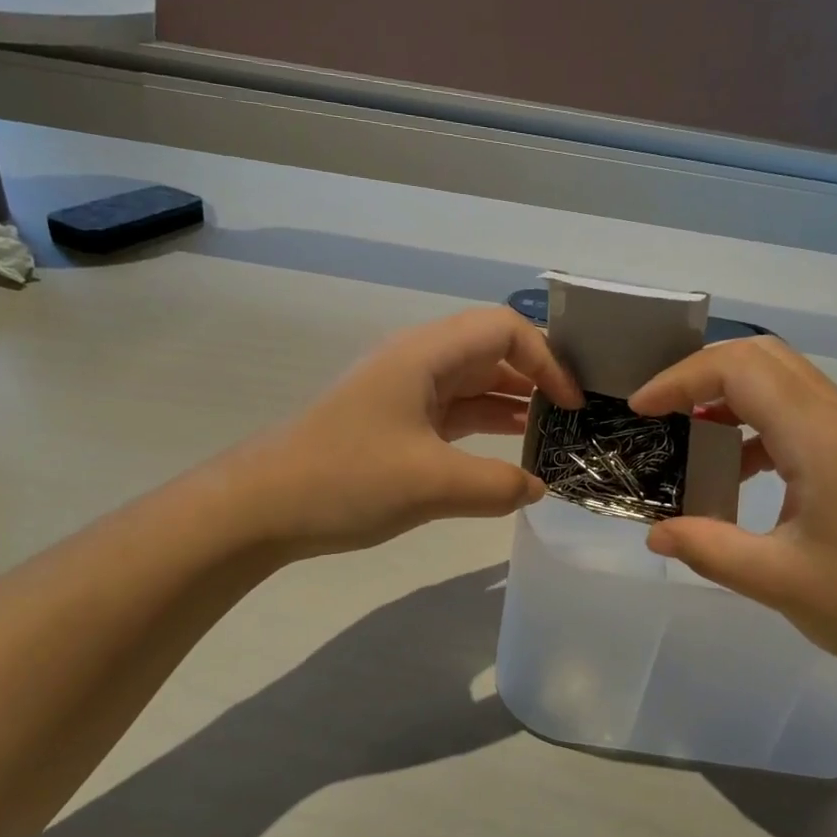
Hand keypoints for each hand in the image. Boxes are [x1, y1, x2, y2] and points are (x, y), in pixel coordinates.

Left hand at [232, 308, 582, 557]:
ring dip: (513, 406)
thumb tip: (537, 488)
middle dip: (536, 379)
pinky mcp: (397, 426)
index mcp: (425, 355)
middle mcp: (418, 363)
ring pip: (473, 386)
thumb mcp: (432, 483)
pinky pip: (454, 416)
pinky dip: (485, 430)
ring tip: (552, 437)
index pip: (503, 329)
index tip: (570, 404)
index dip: (546, 359)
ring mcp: (405, 395)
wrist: (263, 507)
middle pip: (491, 352)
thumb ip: (497, 485)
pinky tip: (509, 456)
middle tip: (573, 419)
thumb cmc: (346, 479)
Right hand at [628, 338, 836, 684]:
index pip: (740, 369)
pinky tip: (740, 472)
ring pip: (785, 383)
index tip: (641, 410)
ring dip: (732, 397)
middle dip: (702, 374)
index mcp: (821, 437)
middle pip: (764, 357)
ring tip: (690, 437)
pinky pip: (802, 416)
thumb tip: (655, 534)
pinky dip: (759, 426)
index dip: (681, 378)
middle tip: (661, 411)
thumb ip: (709, 550)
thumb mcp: (780, 582)